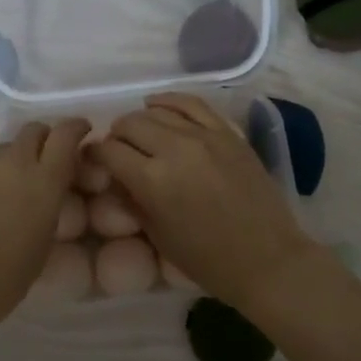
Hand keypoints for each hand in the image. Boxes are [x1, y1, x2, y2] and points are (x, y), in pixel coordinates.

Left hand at [0, 110, 90, 332]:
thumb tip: (49, 184)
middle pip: (36, 133)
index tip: (81, 131)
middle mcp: (15, 163)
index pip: (67, 136)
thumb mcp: (44, 243)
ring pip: (5, 143)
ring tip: (12, 173)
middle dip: (47, 140)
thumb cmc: (4, 282)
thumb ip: (51, 204)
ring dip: (15, 151)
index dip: (76, 128)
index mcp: (45, 184)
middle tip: (46, 158)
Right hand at [96, 93, 316, 310]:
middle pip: (130, 124)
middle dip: (116, 135)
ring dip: (140, 119)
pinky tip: (159, 105)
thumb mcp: (158, 235)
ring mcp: (205, 136)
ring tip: (138, 131)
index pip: (109, 151)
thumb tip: (117, 176)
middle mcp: (175, 149)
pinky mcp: (228, 133)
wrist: (267, 259)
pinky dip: (171, 101)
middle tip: (117, 149)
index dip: (95, 154)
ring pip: (158, 110)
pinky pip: (193, 104)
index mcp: (152, 180)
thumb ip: (132, 199)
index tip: (93, 160)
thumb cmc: (207, 260)